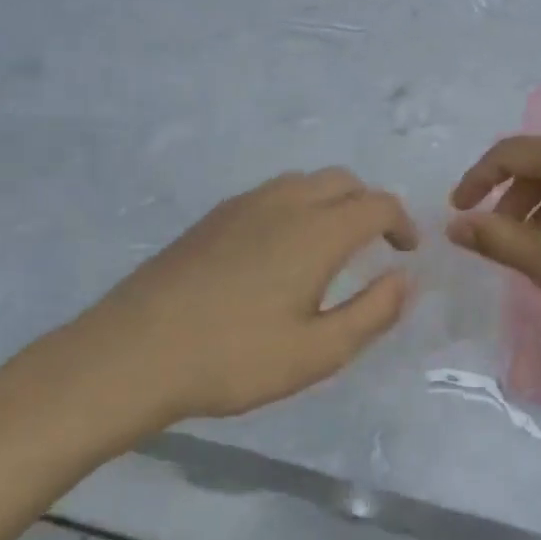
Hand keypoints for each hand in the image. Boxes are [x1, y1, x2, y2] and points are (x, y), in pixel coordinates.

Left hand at [52, 169, 417, 426]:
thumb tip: (406, 279)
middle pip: (343, 181)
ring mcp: (244, 206)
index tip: (407, 251)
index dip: (402, 223)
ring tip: (333, 243)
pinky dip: (298, 205)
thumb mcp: (317, 352)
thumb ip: (372, 313)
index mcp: (317, 231)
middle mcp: (284, 203)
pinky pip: (272, 193)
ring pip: (304, 182)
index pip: (377, 205)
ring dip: (332, 201)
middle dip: (370, 205)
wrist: (133, 352)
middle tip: (377, 244)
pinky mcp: (213, 218)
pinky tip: (282, 248)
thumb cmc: (234, 357)